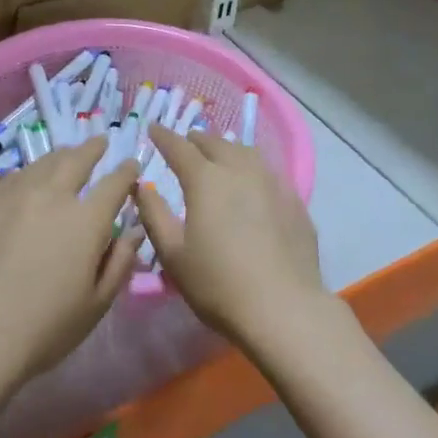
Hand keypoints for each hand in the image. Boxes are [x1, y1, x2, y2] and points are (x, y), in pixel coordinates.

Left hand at [0, 138, 140, 390]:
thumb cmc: (46, 327)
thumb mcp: (97, 303)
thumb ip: (120, 261)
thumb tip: (133, 230)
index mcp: (86, 219)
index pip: (114, 183)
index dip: (127, 171)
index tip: (132, 165)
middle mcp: (52, 195)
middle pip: (76, 159)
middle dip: (93, 149)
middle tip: (100, 143)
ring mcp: (14, 195)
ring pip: (43, 163)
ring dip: (61, 156)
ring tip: (67, 155)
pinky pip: (13, 177)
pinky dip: (29, 172)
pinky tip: (28, 179)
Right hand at [134, 125, 326, 347]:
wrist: (284, 308)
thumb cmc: (218, 283)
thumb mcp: (173, 254)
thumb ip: (154, 214)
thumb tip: (142, 186)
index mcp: (205, 179)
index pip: (179, 147)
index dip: (163, 136)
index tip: (153, 129)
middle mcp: (239, 170)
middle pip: (215, 143)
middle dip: (196, 140)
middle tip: (186, 144)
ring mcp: (272, 183)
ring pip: (246, 153)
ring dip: (227, 149)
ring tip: (220, 157)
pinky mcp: (295, 201)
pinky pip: (268, 173)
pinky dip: (252, 170)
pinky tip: (253, 185)